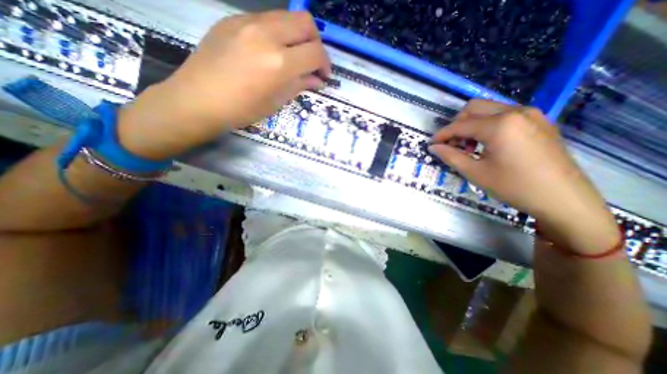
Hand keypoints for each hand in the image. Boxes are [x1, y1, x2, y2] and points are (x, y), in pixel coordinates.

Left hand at [118, 11, 330, 158]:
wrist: (198, 100)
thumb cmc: (241, 110)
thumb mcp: (276, 102)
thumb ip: (300, 85)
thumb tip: (317, 80)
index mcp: (279, 63)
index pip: (315, 53)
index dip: (325, 64)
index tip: (324, 75)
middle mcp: (266, 34)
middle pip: (306, 22)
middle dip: (316, 42)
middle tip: (312, 61)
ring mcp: (247, 22)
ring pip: (286, 16)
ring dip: (297, 36)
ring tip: (292, 56)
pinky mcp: (233, 19)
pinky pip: (265, 19)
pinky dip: (277, 33)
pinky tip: (270, 51)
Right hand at [430, 101, 617, 254]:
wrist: (563, 198)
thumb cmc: (514, 186)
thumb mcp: (475, 173)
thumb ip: (451, 156)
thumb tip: (434, 147)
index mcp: (500, 125)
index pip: (460, 125)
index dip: (442, 134)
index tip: (432, 144)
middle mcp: (515, 111)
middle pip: (473, 108)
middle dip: (457, 125)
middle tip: (453, 145)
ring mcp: (530, 114)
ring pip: (488, 110)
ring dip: (472, 125)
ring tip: (470, 147)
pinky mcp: (538, 120)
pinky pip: (504, 115)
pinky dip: (488, 125)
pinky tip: (488, 144)